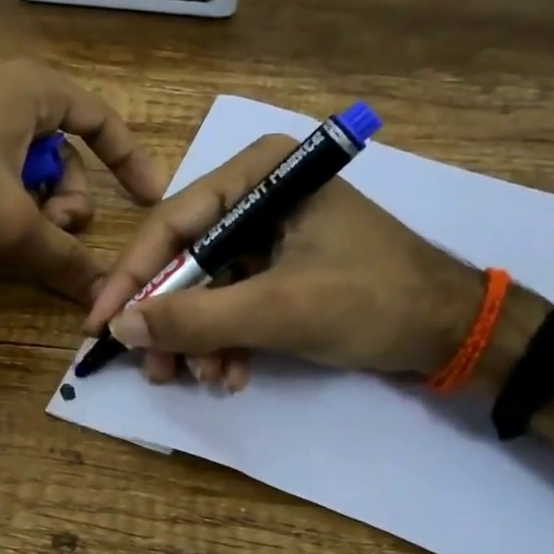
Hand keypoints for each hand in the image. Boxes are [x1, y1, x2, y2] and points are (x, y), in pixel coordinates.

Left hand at [0, 60, 166, 303]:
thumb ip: (63, 259)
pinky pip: (0, 166)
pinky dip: (7, 196)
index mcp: (36, 90)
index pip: (103, 120)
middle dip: (67, 198)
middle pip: (65, 153)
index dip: (131, 160)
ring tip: (17, 233)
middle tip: (55, 230)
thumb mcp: (11, 224)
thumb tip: (103, 296)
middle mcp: (10, 90)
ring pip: (31, 166)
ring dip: (36, 204)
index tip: (149, 198)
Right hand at [83, 134, 483, 389]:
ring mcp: (270, 230)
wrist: (454, 331)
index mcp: (260, 173)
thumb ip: (195, 318)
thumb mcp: (277, 310)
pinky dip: (227, 340)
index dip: (132, 278)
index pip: (172, 222)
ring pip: (207, 286)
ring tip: (205, 380)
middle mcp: (258, 192)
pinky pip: (234, 300)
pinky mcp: (281, 265)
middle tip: (157, 370)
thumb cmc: (371, 301)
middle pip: (186, 258)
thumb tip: (119, 326)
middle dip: (172, 321)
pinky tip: (232, 374)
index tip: (99, 324)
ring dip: (200, 339)